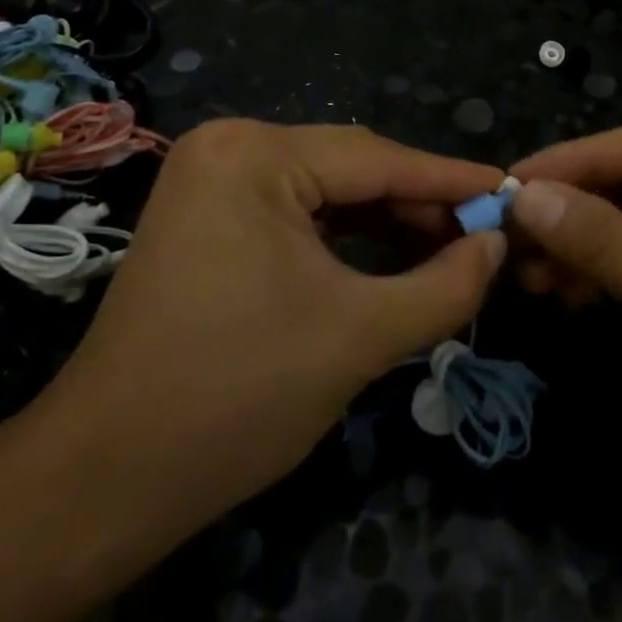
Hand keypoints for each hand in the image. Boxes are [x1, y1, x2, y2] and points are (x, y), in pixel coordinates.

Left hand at [22, 121, 505, 540]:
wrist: (109, 474)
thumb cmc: (238, 395)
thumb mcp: (360, 336)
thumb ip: (445, 285)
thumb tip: (497, 245)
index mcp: (254, 154)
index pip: (376, 158)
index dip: (451, 180)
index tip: (512, 193)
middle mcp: (227, 147)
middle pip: (348, 170)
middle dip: (417, 206)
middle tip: (485, 237)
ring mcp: (209, 180)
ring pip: (323, 192)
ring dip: (384, 223)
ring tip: (448, 251)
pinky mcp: (204, 216)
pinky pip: (292, 213)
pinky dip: (342, 237)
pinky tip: (388, 257)